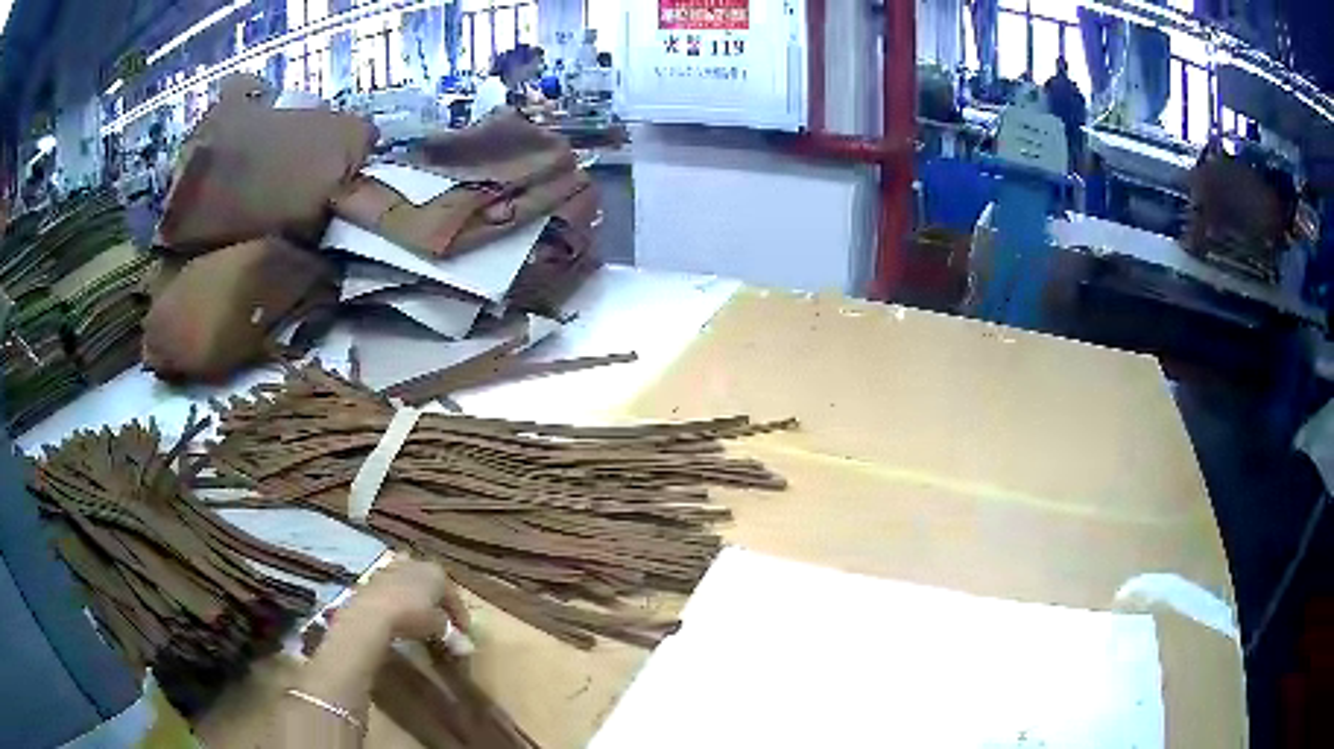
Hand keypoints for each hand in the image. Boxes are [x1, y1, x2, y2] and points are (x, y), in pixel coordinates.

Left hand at [338, 557, 469, 641]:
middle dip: (435, 600)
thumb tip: (460, 642)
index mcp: (436, 572)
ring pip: (408, 583)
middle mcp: (415, 564)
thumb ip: (449, 630)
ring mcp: (392, 568)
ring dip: (415, 597)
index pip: (453, 595)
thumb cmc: (414, 615)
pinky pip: (392, 589)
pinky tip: (398, 614)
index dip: (460, 615)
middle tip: (441, 620)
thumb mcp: (438, 626)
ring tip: (417, 616)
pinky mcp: (373, 578)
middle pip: (430, 583)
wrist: (373, 612)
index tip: (463, 633)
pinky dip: (397, 600)